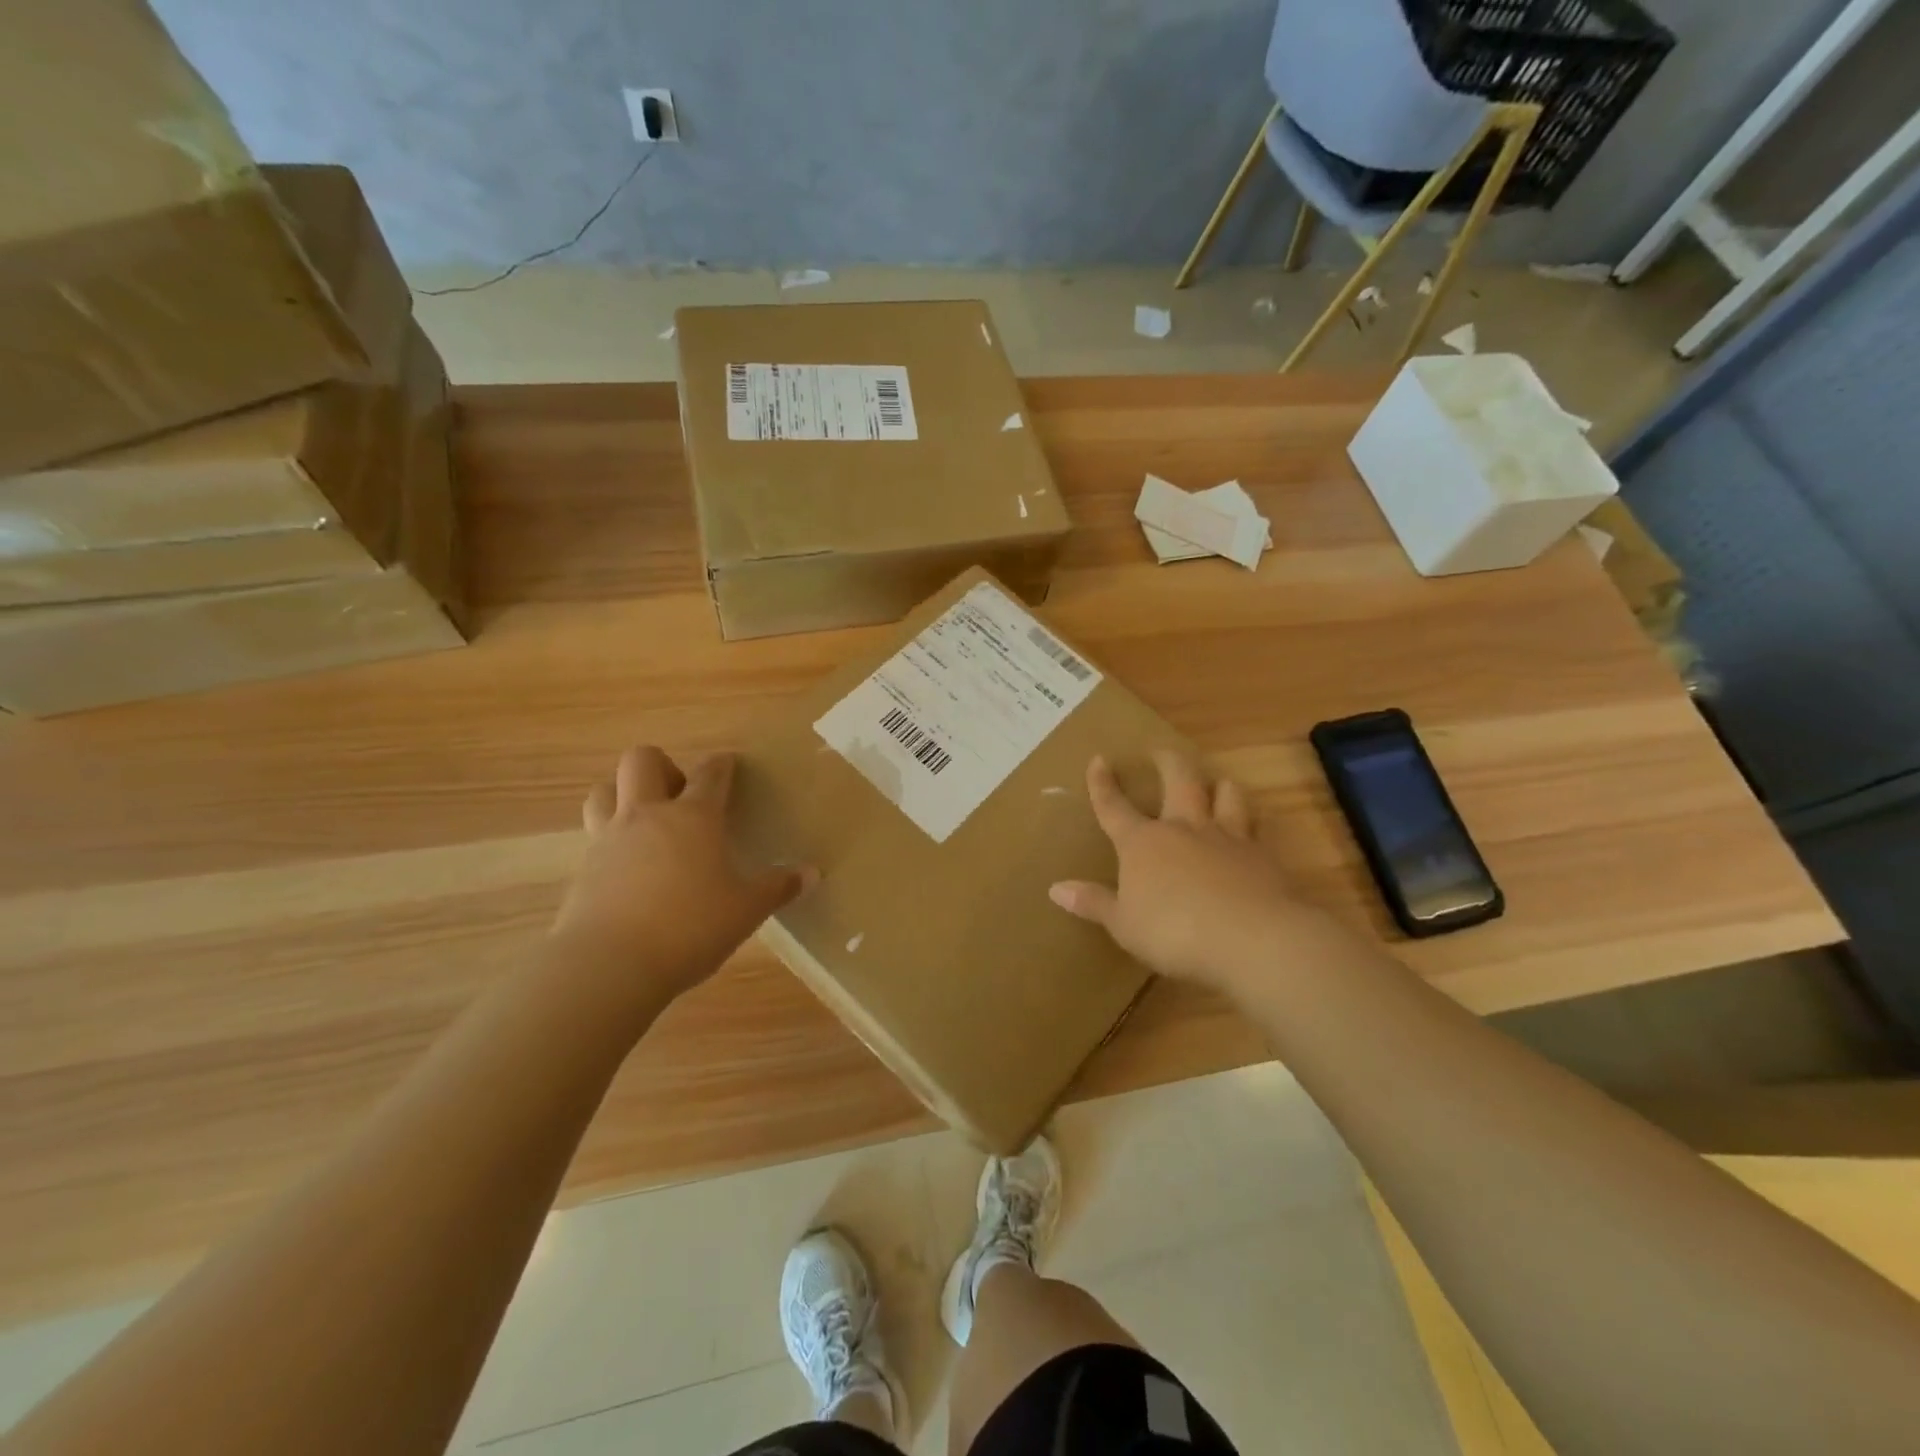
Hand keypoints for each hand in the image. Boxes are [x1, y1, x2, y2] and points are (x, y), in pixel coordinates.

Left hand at [549, 746, 811, 1005]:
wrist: (609, 964)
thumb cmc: (691, 926)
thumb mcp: (747, 909)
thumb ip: (779, 887)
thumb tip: (813, 873)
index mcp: (694, 817)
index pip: (710, 774)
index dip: (722, 765)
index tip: (729, 764)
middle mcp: (648, 816)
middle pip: (642, 761)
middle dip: (663, 767)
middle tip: (680, 797)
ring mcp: (609, 839)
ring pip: (604, 791)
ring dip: (623, 794)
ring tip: (646, 823)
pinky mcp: (583, 870)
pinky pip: (593, 837)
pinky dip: (611, 841)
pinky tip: (629, 870)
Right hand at [1049, 752, 1329, 994]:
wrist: (1250, 938)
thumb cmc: (1173, 932)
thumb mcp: (1123, 924)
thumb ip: (1093, 903)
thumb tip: (1055, 888)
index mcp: (1142, 843)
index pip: (1114, 807)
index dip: (1102, 783)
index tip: (1099, 759)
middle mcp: (1183, 828)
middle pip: (1178, 780)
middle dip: (1167, 761)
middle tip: (1161, 751)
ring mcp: (1227, 837)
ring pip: (1226, 794)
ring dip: (1218, 785)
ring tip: (1216, 783)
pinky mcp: (1262, 855)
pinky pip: (1257, 827)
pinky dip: (1253, 822)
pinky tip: (1254, 829)